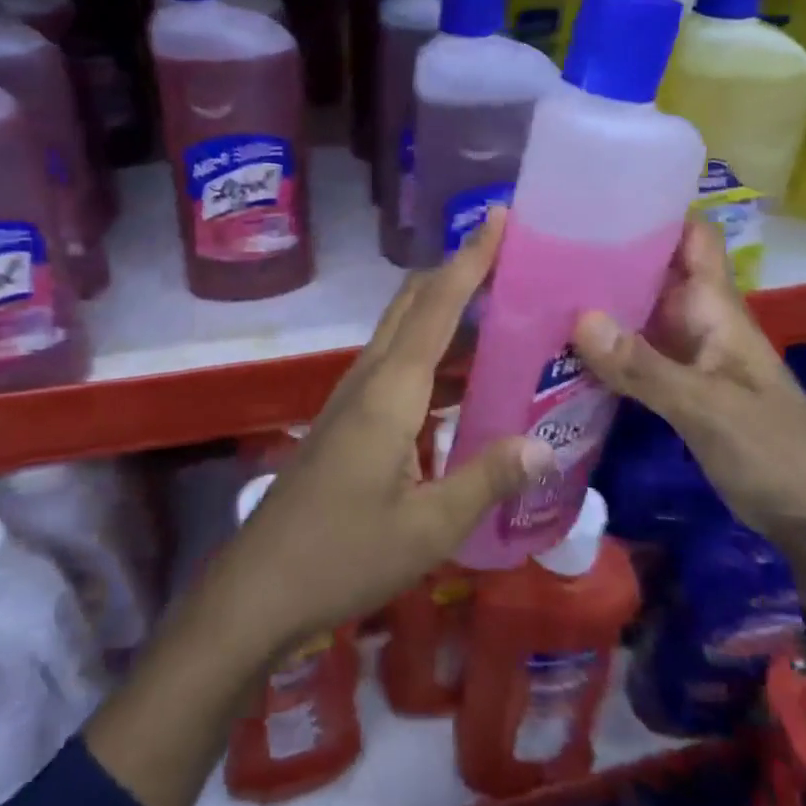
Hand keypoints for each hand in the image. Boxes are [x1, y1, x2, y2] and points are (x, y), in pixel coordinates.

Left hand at [209, 211, 555, 653]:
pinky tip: (458, 378)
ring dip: (441, 308)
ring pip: (399, 331)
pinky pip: (393, 363)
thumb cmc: (344, 555)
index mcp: (391, 392)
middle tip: (507, 257)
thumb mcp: (429, 527)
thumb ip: (487, 479)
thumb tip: (545, 445)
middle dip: (455, 271)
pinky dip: (428, 348)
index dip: (469, 260)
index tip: (498, 219)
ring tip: (496, 308)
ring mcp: (350, 398)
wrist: (259, 586)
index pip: (437, 306)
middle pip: (412, 303)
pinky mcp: (345, 420)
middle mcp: (368, 379)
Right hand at [568, 219, 805, 565]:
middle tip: (542, 247)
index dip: (654, 210)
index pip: (691, 237)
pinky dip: (604, 351)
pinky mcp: (679, 393)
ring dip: (599, 305)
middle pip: (653, 272)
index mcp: (717, 309)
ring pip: (639, 316)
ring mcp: (688, 359)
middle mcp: (699, 323)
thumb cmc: (779, 454)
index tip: (597, 199)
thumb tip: (578, 318)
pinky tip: (563, 352)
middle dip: (607, 256)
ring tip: (537, 292)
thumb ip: (645, 367)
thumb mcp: (709, 409)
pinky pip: (635, 358)